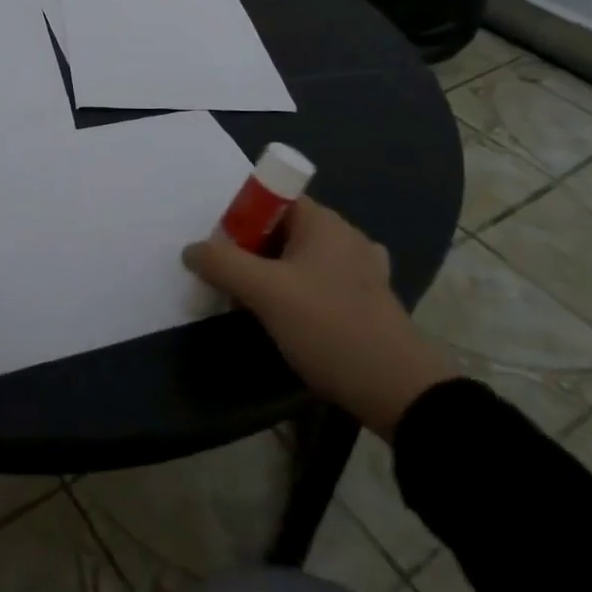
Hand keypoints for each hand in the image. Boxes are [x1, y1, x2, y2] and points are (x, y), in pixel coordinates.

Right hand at [184, 198, 453, 439]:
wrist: (399, 392)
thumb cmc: (329, 328)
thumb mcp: (265, 293)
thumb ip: (221, 264)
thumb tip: (191, 250)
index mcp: (323, 221)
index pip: (270, 199)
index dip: (241, 219)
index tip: (224, 253)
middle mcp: (345, 235)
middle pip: (282, 230)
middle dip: (252, 252)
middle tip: (233, 286)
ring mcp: (363, 268)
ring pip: (301, 260)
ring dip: (275, 278)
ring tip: (257, 309)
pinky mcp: (371, 300)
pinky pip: (322, 284)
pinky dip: (302, 295)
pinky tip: (293, 320)